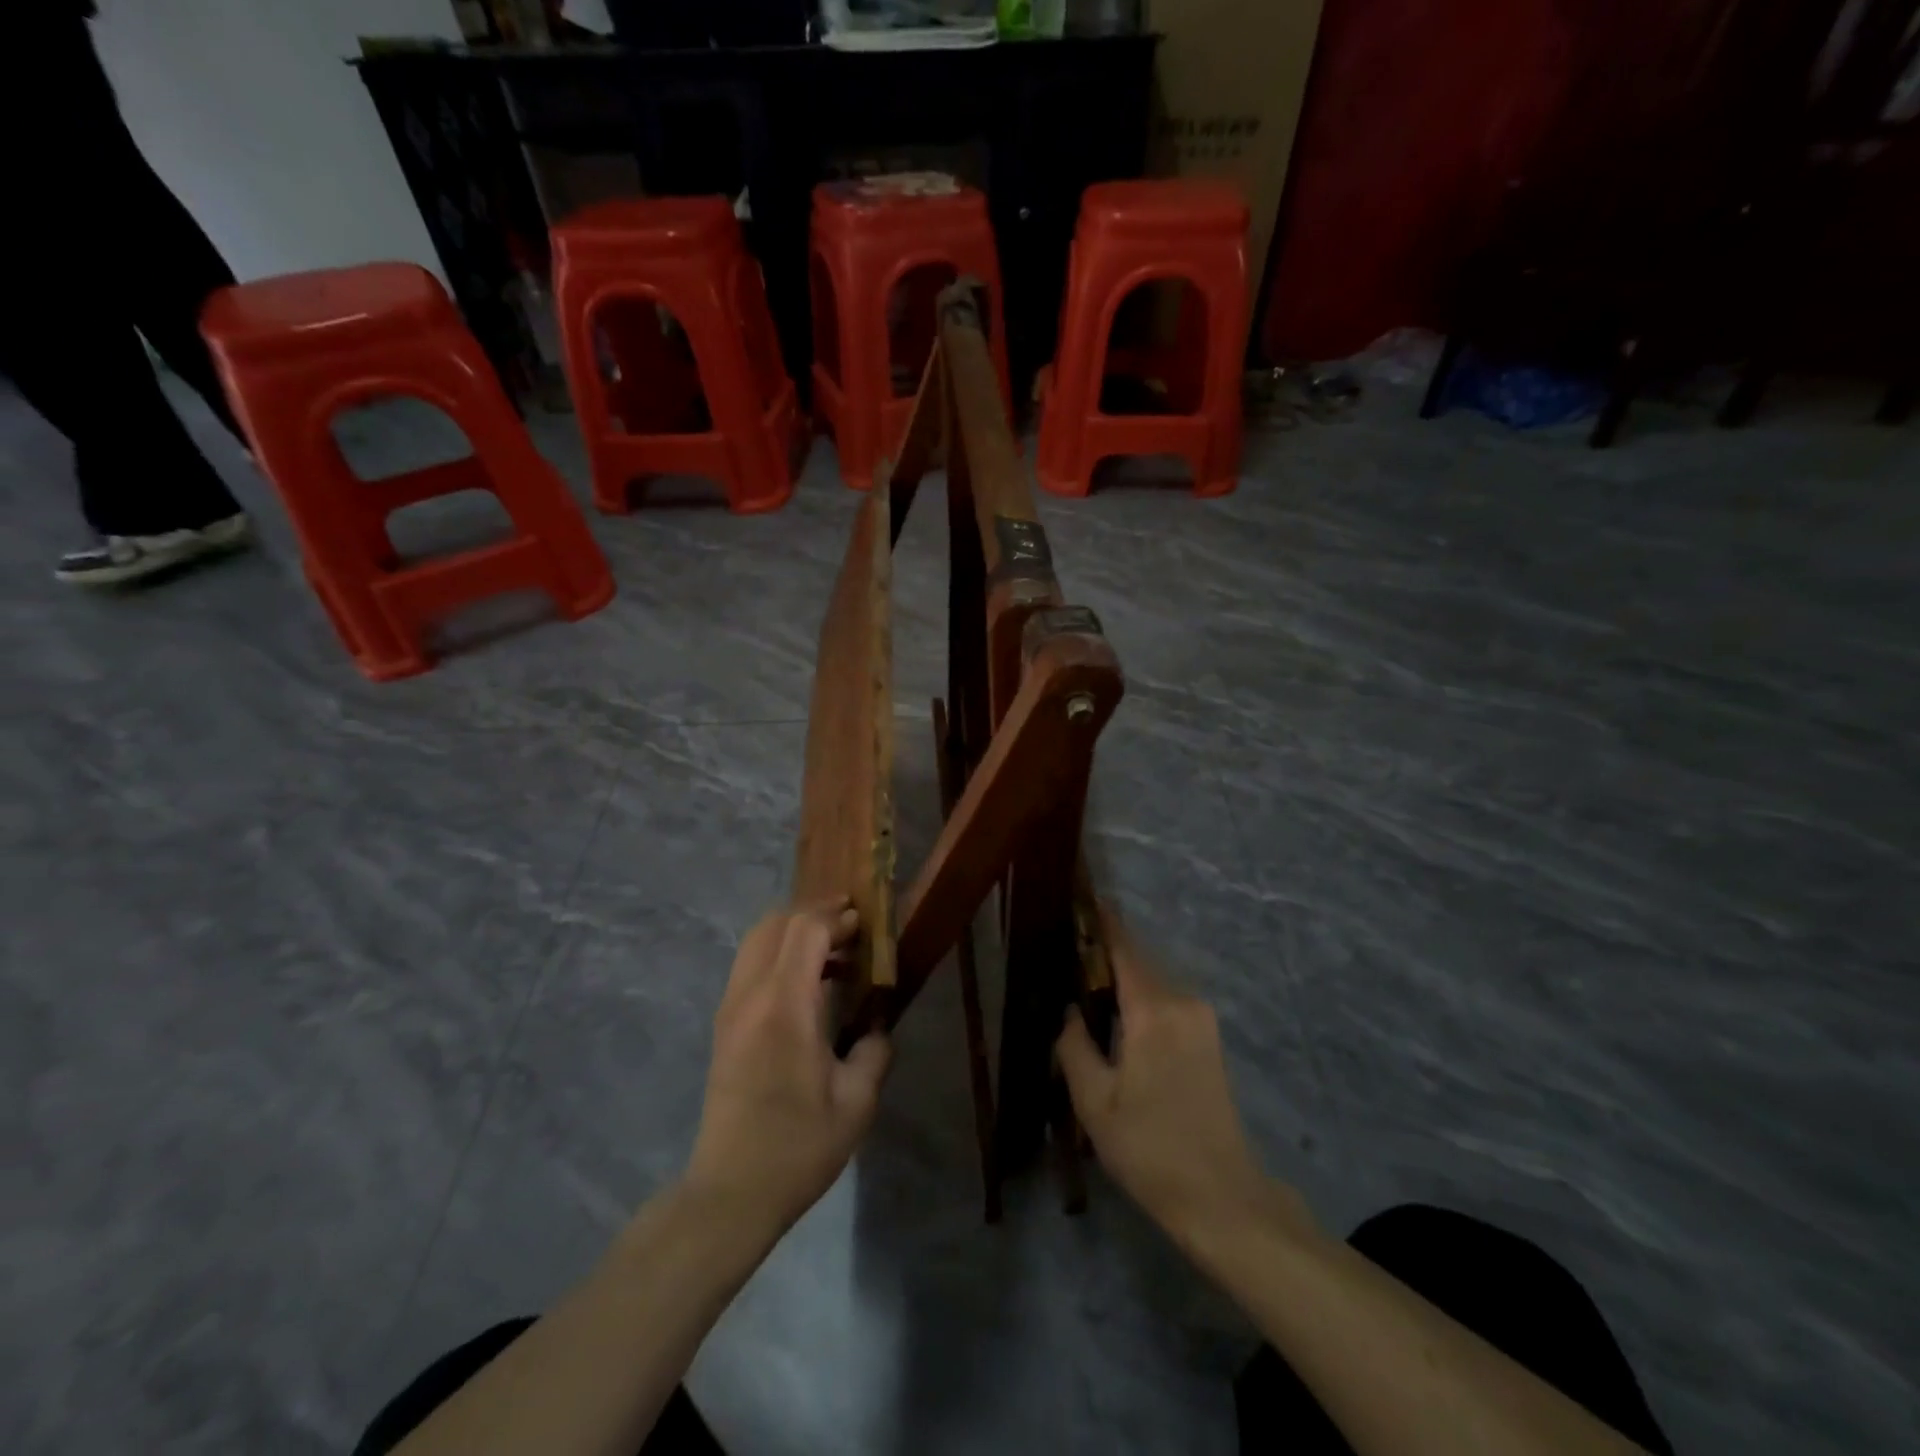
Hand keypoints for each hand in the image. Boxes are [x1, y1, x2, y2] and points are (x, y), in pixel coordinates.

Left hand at [685, 901, 892, 1236]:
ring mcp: (730, 1008)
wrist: (730, 1192)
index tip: (864, 923)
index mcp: (784, 1005)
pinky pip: (749, 966)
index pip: (806, 929)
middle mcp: (750, 995)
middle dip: (814, 914)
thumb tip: (877, 1027)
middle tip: (850, 928)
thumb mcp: (856, 1102)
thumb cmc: (798, 1146)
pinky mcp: (723, 1026)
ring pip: (756, 941)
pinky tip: (807, 985)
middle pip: (775, 923)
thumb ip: (874, 1051)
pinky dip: (778, 955)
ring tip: (832, 956)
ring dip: (793, 933)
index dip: (837, 916)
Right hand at [1057, 914, 1309, 1249]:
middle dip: (1104, 952)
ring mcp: (1202, 1019)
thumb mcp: (1095, 1101)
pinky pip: (1166, 1001)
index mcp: (1154, 1010)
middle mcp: (1183, 1002)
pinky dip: (1139, 999)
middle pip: (1138, 961)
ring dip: (1122, 979)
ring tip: (1084, 986)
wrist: (1223, 1198)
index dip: (1101, 919)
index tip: (1080, 896)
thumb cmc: (1150, 1148)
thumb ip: (1074, 1044)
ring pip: (1152, 982)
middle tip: (1066, 952)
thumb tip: (1069, 1009)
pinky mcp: (1209, 1039)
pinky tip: (1116, 1019)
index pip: (1123, 947)